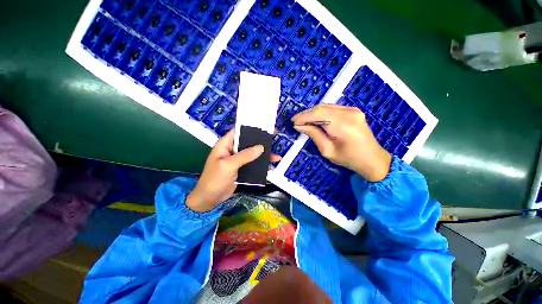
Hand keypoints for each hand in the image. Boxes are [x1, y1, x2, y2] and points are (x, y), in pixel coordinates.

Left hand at [186, 129, 279, 212]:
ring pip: (252, 153)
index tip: (263, 126)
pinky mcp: (242, 168)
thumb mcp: (228, 165)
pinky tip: (270, 166)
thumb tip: (261, 147)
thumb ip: (245, 155)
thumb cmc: (215, 179)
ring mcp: (237, 160)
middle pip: (247, 142)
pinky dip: (261, 164)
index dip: (250, 128)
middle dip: (260, 141)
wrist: (210, 199)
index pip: (238, 131)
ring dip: (263, 155)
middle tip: (273, 139)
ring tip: (276, 156)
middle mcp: (232, 150)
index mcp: (225, 145)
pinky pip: (253, 163)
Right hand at [292, 104, 391, 181]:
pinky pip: (333, 108)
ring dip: (314, 113)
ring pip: (327, 106)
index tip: (293, 122)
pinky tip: (316, 119)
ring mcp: (353, 110)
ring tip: (304, 121)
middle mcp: (349, 113)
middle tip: (297, 121)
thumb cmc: (349, 159)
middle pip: (322, 108)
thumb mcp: (327, 150)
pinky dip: (322, 112)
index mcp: (343, 125)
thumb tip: (299, 126)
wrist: (372, 158)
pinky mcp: (354, 110)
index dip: (304, 116)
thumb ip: (314, 135)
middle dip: (307, 114)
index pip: (318, 114)